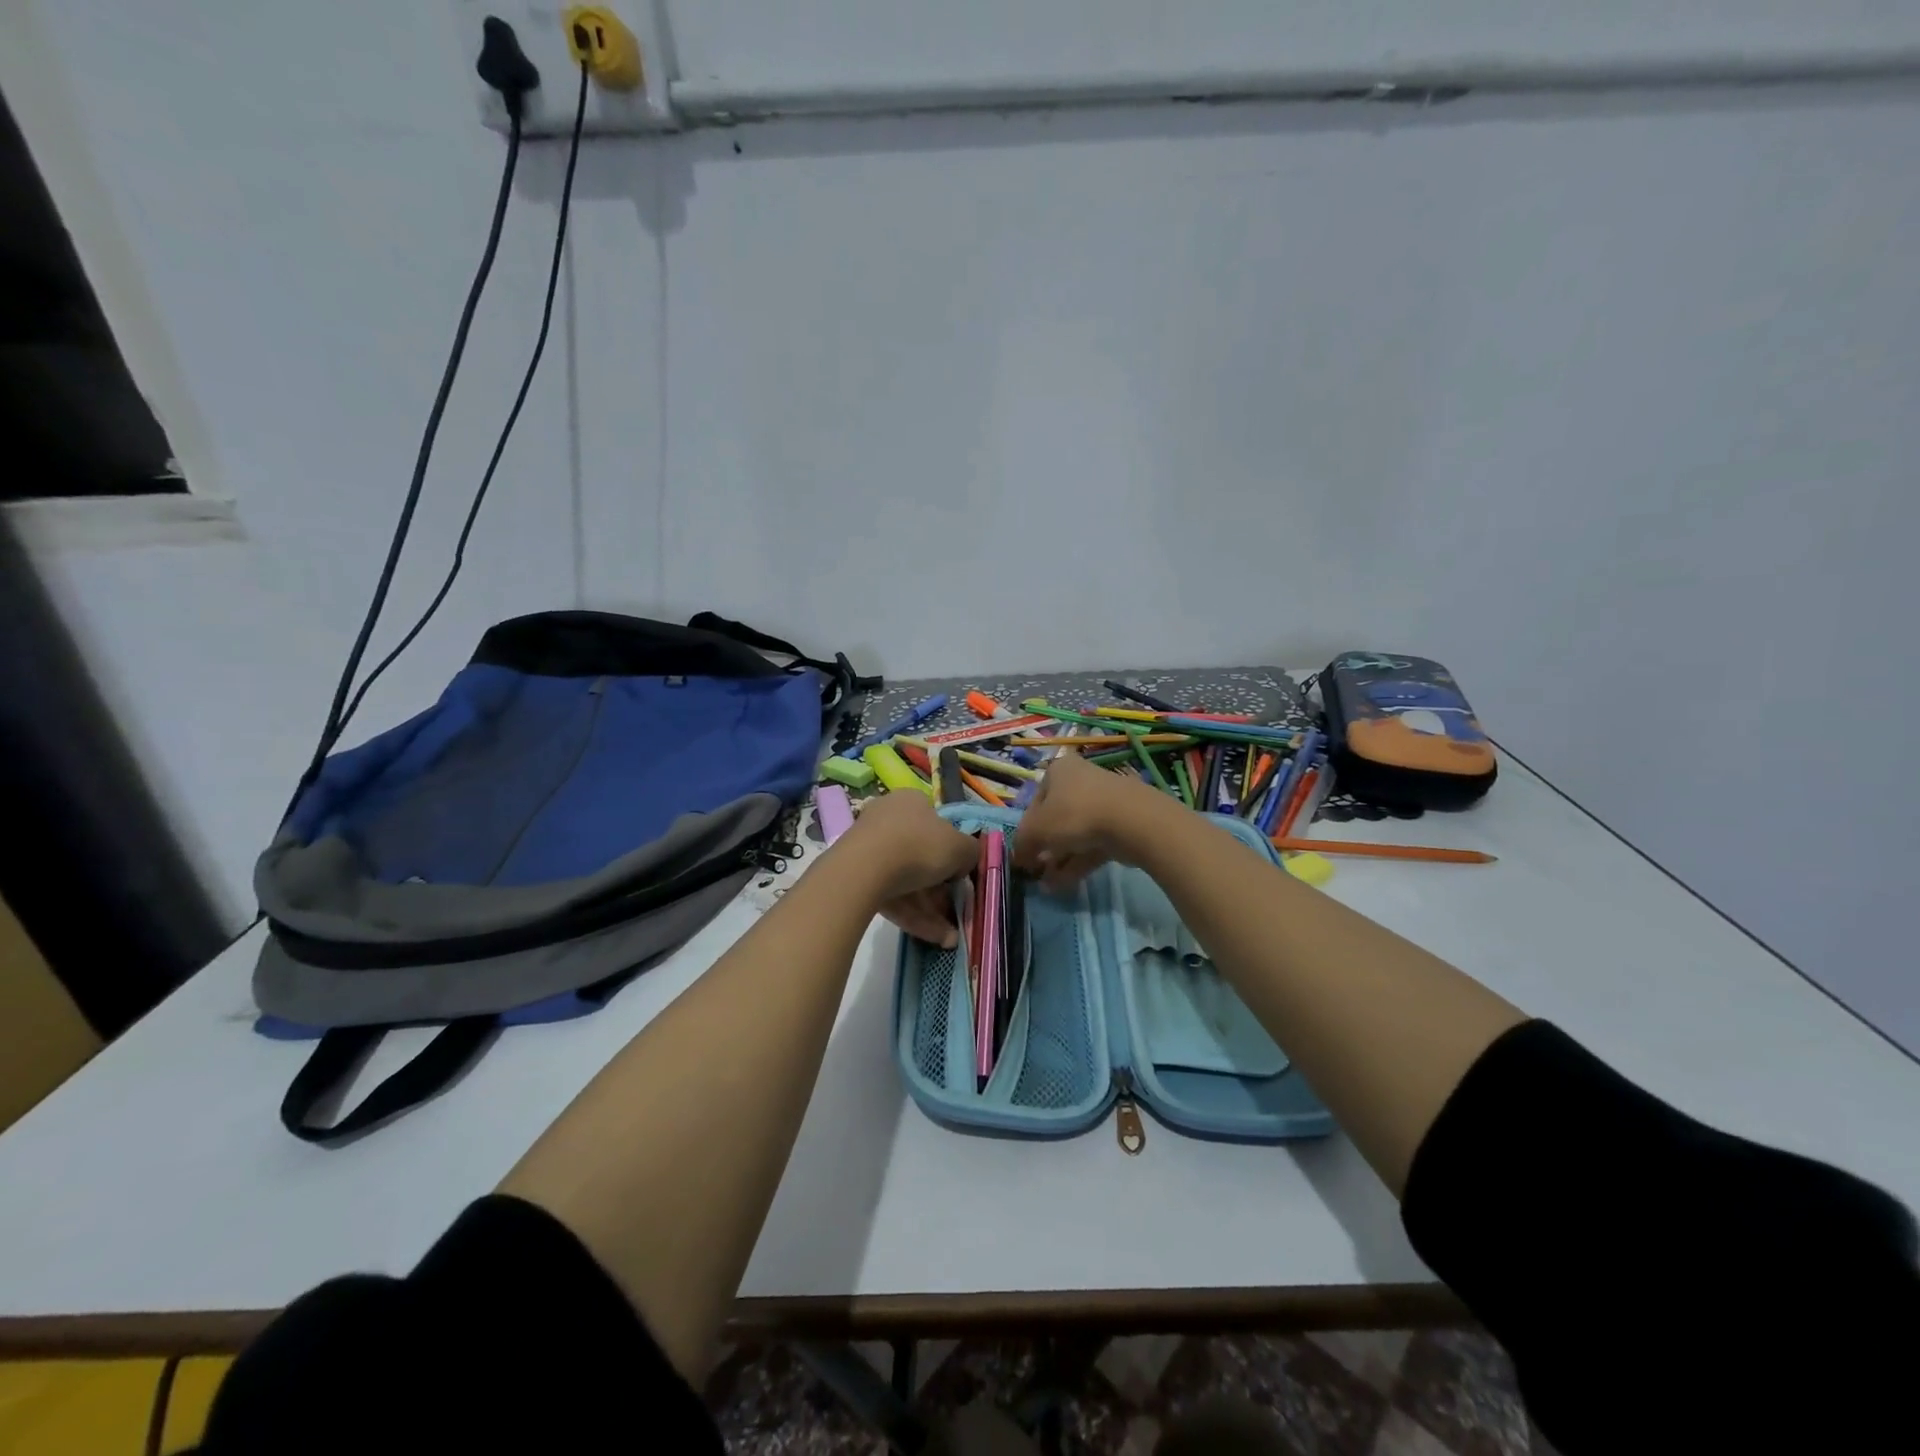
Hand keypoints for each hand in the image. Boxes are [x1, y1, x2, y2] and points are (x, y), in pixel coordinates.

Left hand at [839, 789, 977, 947]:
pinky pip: (892, 896)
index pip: (936, 824)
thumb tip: (965, 862)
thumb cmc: (919, 846)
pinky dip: (913, 916)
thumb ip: (970, 853)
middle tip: (956, 911)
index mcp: (911, 802)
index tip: (960, 875)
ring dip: (931, 910)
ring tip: (949, 937)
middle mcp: (888, 819)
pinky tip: (934, 938)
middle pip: (922, 856)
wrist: (865, 869)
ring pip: (907, 881)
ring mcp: (869, 848)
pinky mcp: (857, 877)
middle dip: (941, 890)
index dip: (952, 851)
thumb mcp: (961, 848)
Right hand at [1013, 752, 1169, 891]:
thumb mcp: (1036, 830)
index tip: (1024, 853)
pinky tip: (1064, 885)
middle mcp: (1081, 780)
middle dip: (1045, 848)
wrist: (1131, 821)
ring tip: (1047, 886)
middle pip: (1056, 818)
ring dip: (1059, 860)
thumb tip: (1018, 858)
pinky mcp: (1121, 825)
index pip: (1035, 801)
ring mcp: (1104, 803)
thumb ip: (1022, 844)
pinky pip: (1093, 845)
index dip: (1026, 830)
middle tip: (1036, 871)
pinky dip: (1078, 863)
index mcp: (1059, 770)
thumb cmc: (1074, 814)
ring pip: (1075, 834)